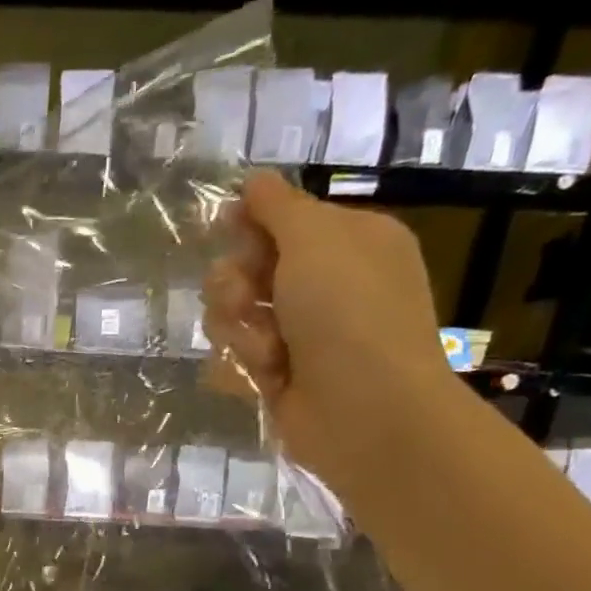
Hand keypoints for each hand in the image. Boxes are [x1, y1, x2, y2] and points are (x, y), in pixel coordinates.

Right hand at [202, 170, 460, 494]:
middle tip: (245, 299)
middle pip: (248, 269)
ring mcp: (300, 334)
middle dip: (235, 284)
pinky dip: (244, 364)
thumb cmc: (349, 313)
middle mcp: (324, 285)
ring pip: (235, 317)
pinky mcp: (278, 376)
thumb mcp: (316, 239)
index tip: (225, 229)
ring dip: (239, 329)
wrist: (364, 410)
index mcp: (348, 242)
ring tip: (264, 348)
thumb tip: (254, 180)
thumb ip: (278, 208)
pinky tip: (265, 375)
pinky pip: (236, 357)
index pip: (282, 220)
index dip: (249, 224)